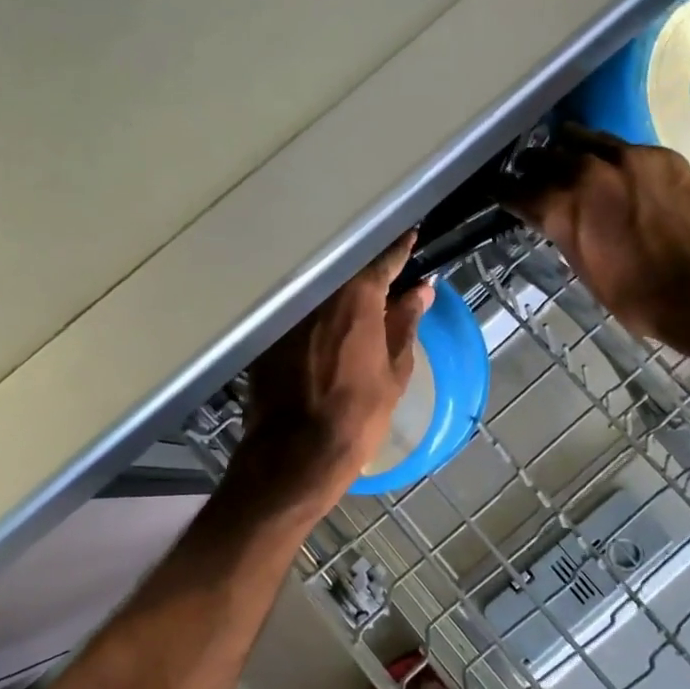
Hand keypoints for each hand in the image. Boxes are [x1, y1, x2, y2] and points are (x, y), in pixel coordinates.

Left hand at [231, 232, 434, 512]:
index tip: (411, 234)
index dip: (400, 248)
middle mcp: (318, 294)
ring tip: (357, 296)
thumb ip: (406, 323)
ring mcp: (288, 312)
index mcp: (357, 298)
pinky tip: (324, 325)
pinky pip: (298, 311)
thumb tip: (422, 289)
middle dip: (367, 267)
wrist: (296, 454)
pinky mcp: (267, 334)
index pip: (384, 260)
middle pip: (347, 270)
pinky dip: (314, 312)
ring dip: (339, 289)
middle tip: (386, 270)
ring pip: (320, 289)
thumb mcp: (395, 371)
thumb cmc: (358, 415)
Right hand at [504, 125, 689, 356]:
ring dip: (569, 149)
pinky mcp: (661, 155)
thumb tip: (558, 219)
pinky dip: (611, 156)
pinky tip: (617, 168)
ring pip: (583, 138)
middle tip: (532, 173)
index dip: (505, 191)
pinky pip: (624, 146)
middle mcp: (587, 173)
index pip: (516, 190)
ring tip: (567, 157)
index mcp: (561, 209)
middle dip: (534, 165)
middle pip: (545, 156)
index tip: (500, 191)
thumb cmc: (638, 298)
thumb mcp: (585, 270)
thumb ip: (566, 235)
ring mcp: (627, 158)